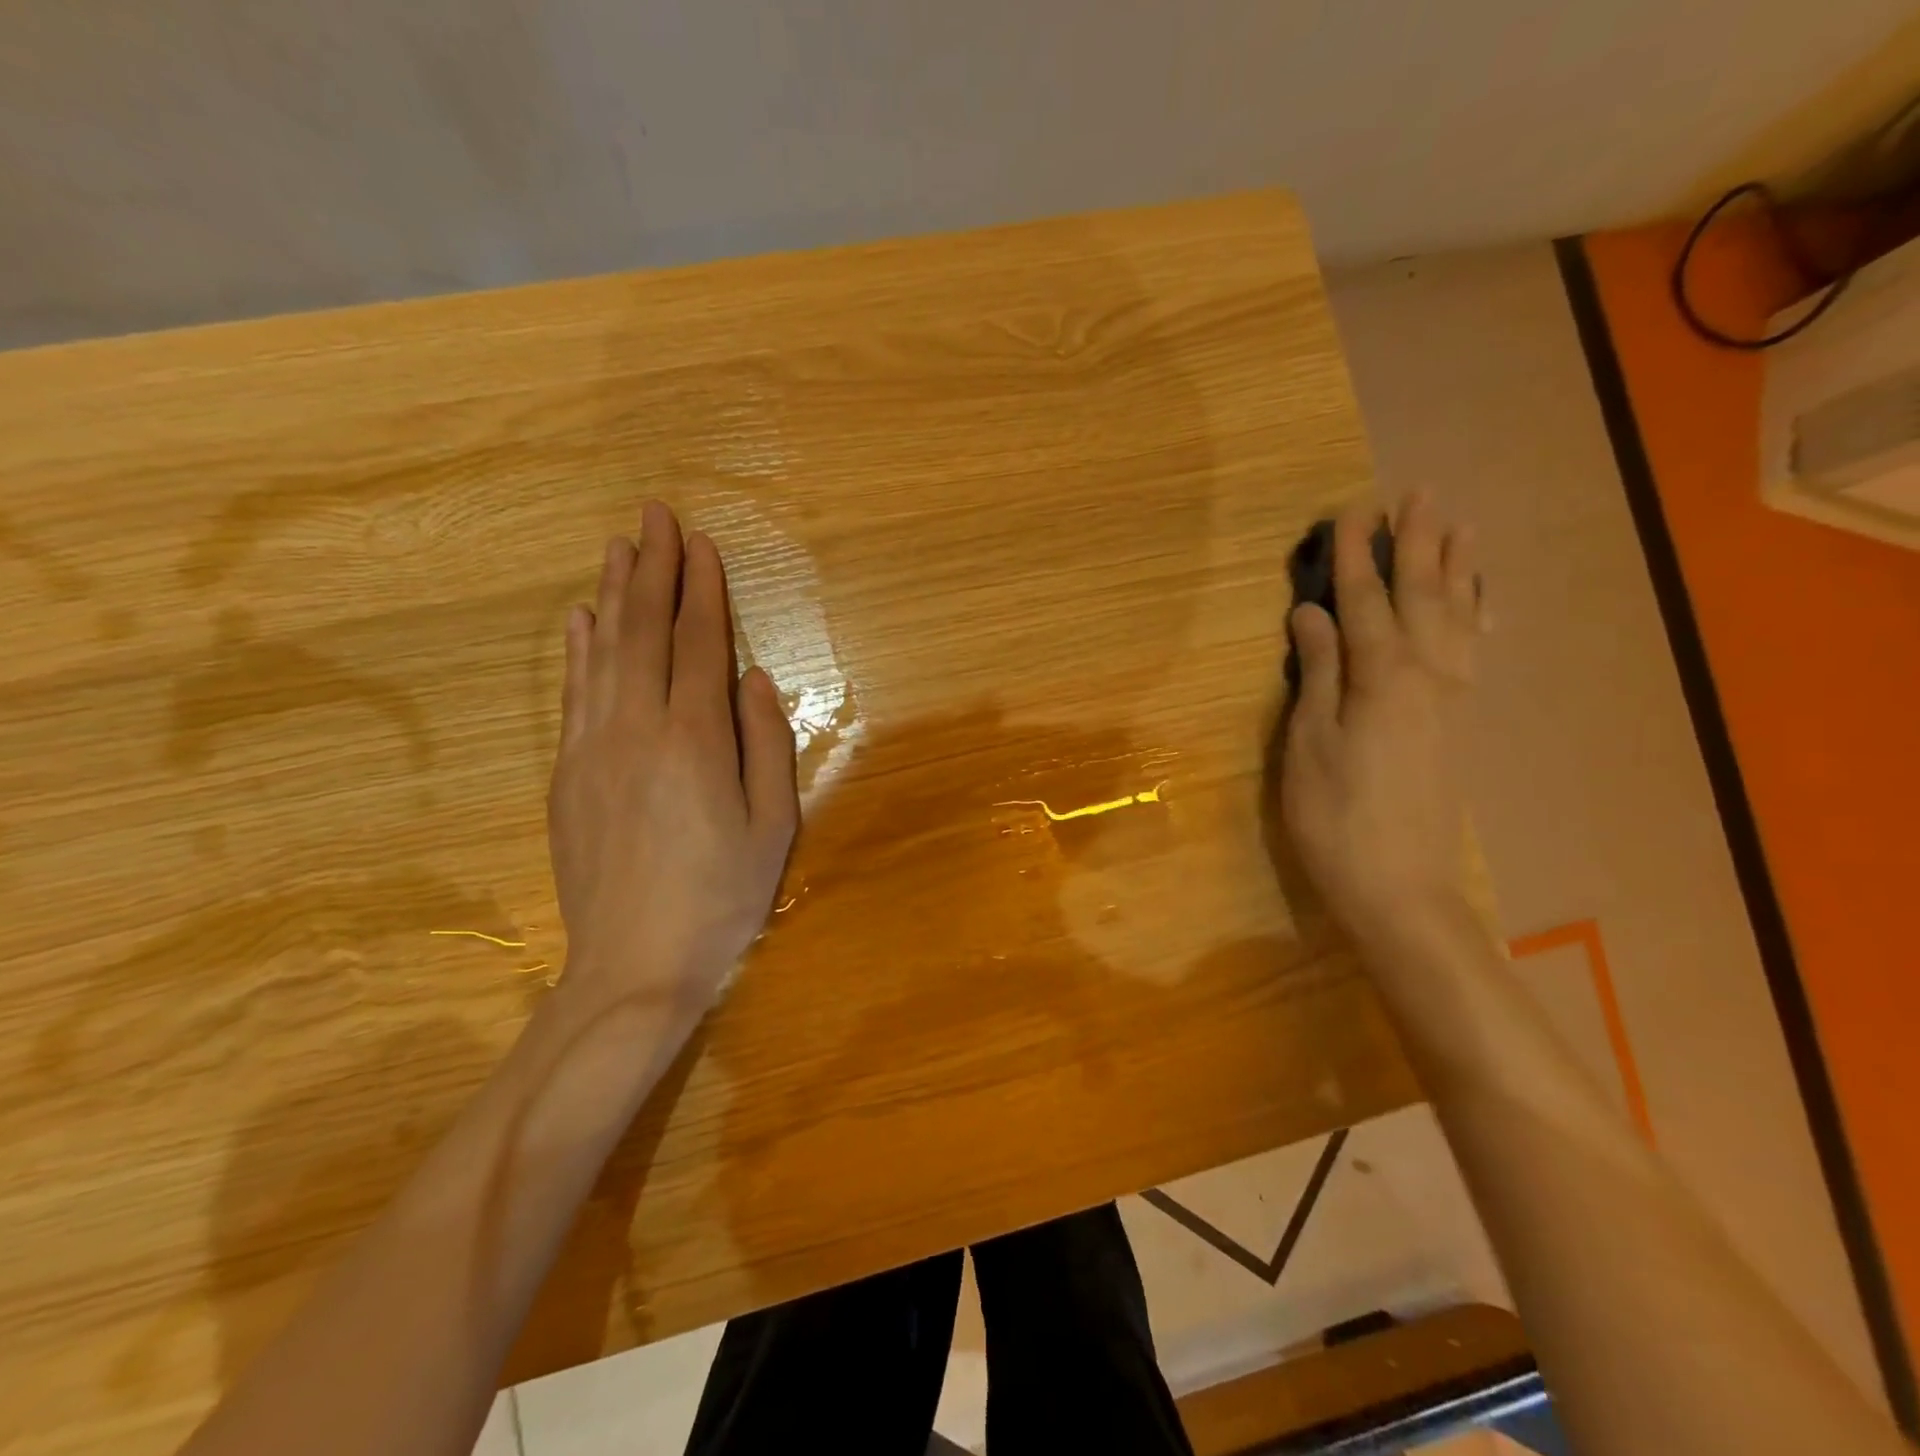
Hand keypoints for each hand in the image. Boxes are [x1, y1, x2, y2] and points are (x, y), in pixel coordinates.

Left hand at [547, 500, 797, 1024]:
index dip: (701, 589)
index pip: (698, 643)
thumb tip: (753, 678)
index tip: (701, 543)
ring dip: (613, 594)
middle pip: (644, 631)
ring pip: (602, 653)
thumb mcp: (772, 826)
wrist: (632, 966)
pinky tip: (580, 618)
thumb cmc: (721, 898)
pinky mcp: (566, 774)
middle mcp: (637, 729)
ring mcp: (592, 749)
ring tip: (618, 546)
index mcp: (695, 740)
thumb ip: (766, 743)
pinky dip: (578, 649)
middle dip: (653, 568)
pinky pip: (572, 693)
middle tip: (655, 514)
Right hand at [1278, 491, 1483, 943]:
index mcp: (1382, 677)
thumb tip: (1313, 614)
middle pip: (1422, 597)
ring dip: (1455, 570)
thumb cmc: (1335, 816)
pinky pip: (1472, 653)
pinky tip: (1478, 604)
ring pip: (1456, 619)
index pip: (1365, 601)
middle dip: (1417, 544)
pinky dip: (1476, 618)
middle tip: (1418, 494)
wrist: (1398, 886)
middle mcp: (1426, 676)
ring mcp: (1448, 700)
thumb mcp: (1309, 744)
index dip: (1356, 555)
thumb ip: (1317, 673)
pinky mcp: (1455, 723)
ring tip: (1460, 528)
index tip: (1350, 510)